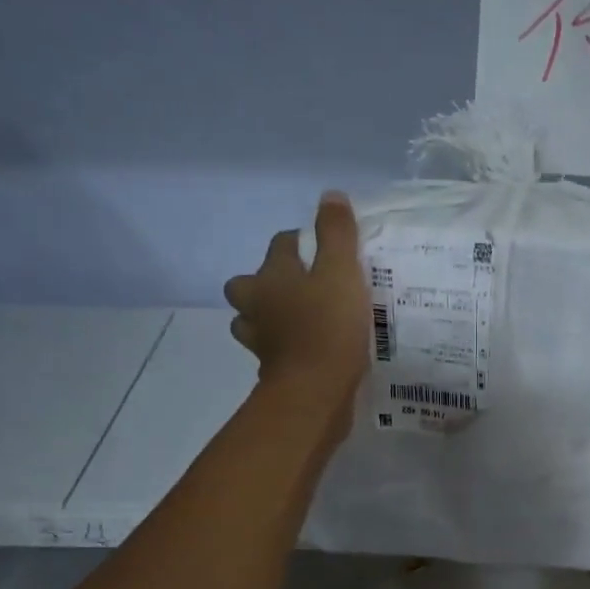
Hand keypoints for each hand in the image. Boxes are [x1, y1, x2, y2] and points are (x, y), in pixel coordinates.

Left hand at [225, 192, 371, 407]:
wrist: (316, 392)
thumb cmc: (328, 326)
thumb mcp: (341, 271)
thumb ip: (336, 234)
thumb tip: (330, 196)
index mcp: (270, 277)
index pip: (279, 245)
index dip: (300, 241)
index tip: (324, 248)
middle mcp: (256, 307)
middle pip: (247, 286)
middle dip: (266, 283)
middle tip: (300, 287)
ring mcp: (260, 342)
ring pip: (253, 322)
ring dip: (269, 319)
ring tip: (300, 320)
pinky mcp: (272, 372)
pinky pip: (274, 352)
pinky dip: (285, 349)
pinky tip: (309, 352)